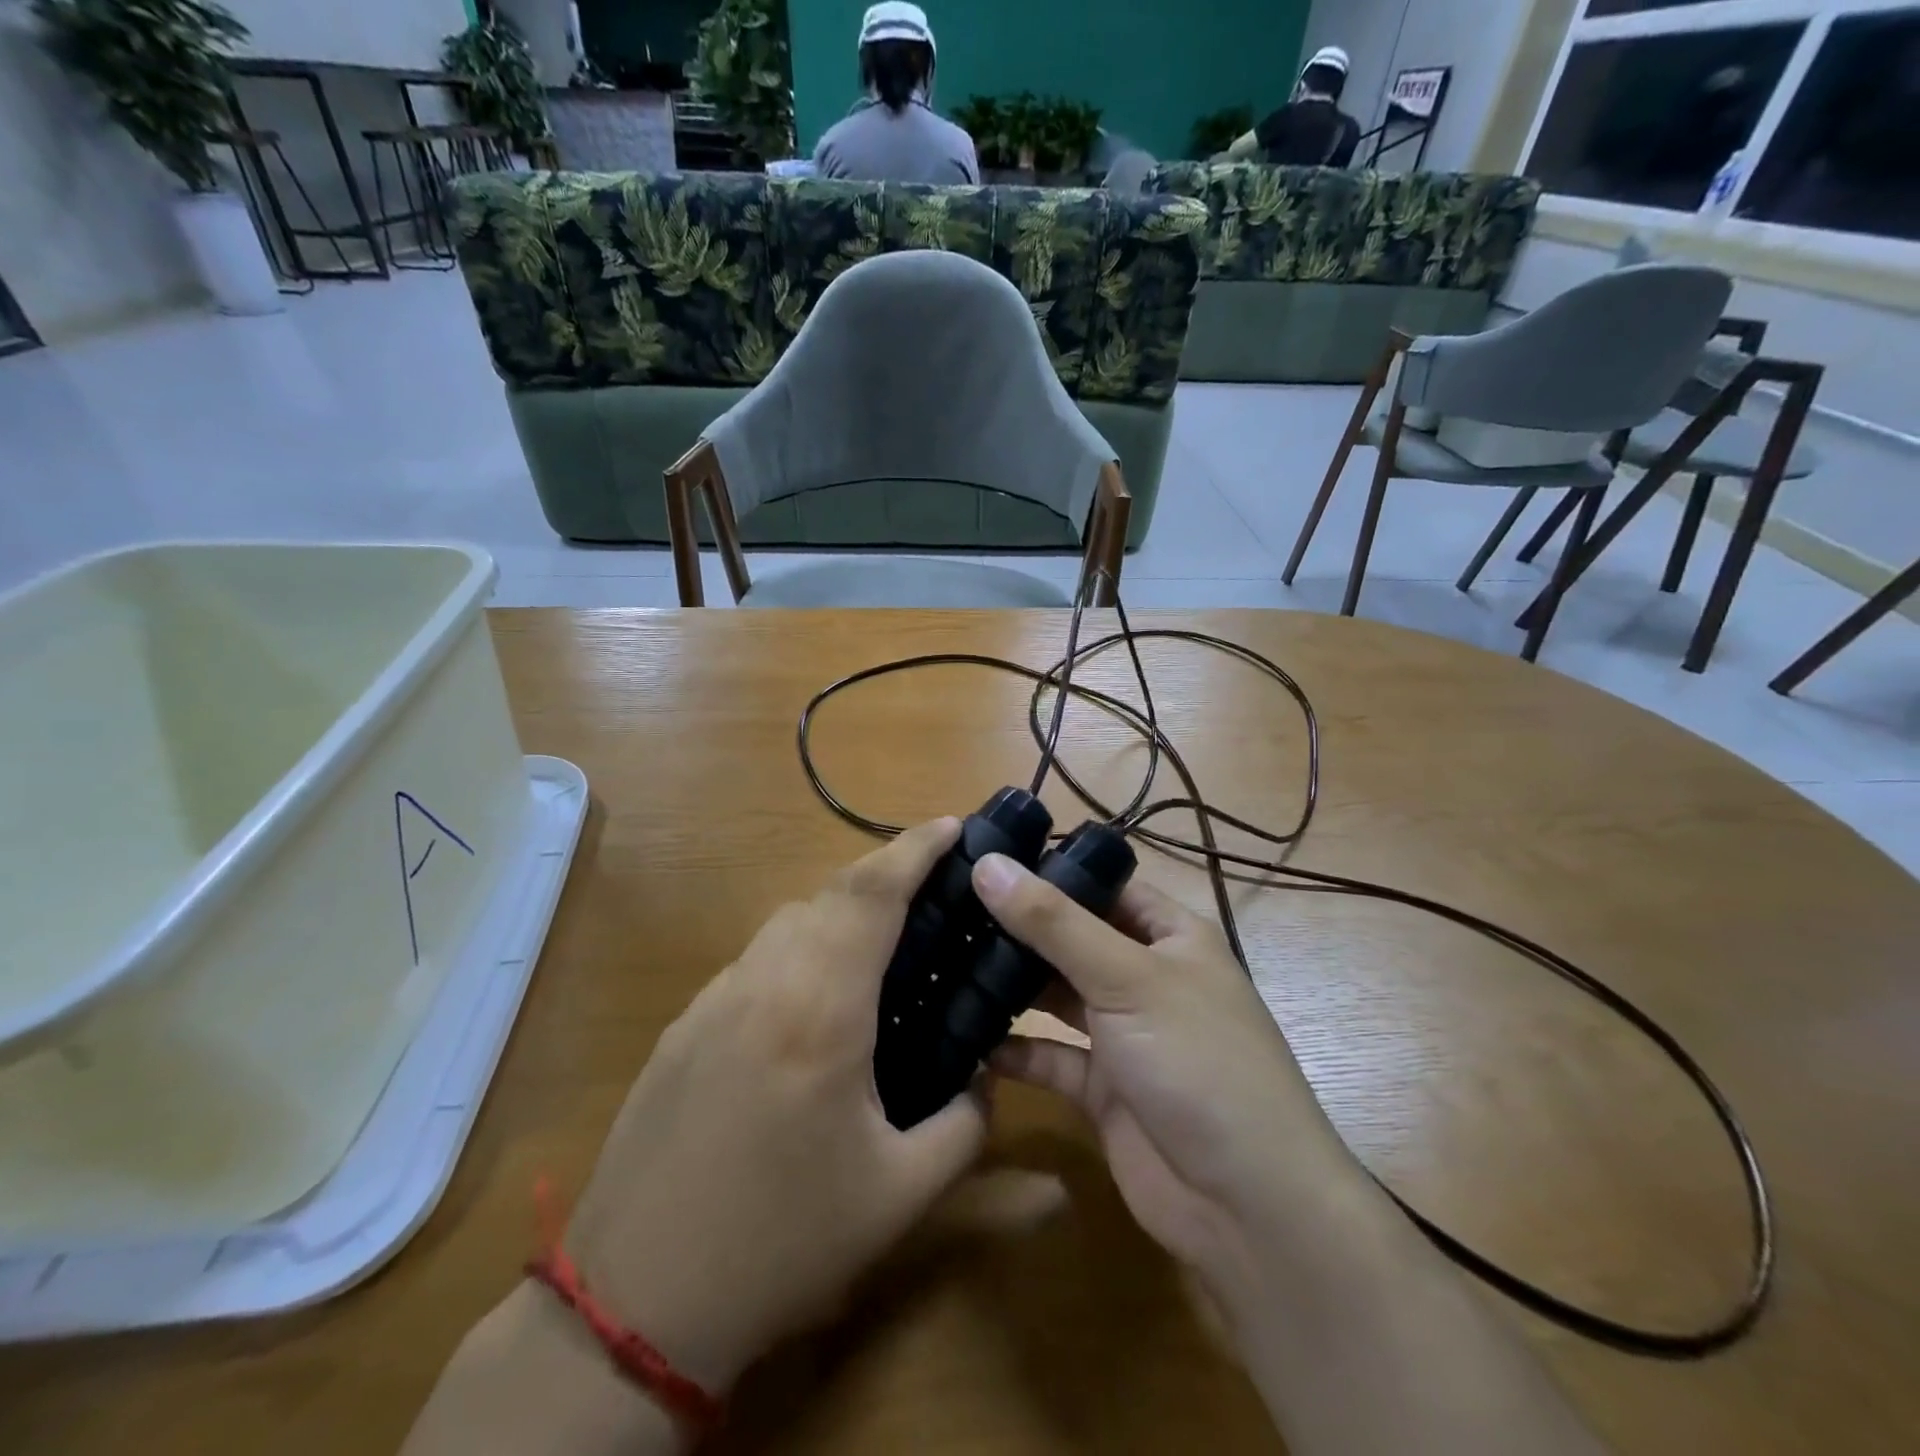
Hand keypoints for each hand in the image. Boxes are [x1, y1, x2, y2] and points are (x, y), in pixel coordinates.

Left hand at [561, 819, 988, 1392]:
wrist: (634, 1302)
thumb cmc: (780, 1242)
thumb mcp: (898, 1195)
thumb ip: (963, 1125)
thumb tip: (987, 1080)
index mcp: (820, 1010)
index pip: (871, 895)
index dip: (914, 850)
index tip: (952, 826)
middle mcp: (763, 983)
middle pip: (830, 894)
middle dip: (885, 875)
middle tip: (933, 893)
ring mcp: (714, 999)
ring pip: (788, 922)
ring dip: (840, 912)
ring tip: (883, 947)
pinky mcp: (684, 1024)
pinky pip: (757, 960)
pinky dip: (800, 950)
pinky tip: (816, 1004)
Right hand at [973, 853, 1386, 1321]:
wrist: (1246, 1206)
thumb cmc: (1196, 1060)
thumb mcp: (1126, 977)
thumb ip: (1053, 922)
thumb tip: (988, 864)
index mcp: (1169, 935)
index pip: (1102, 884)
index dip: (1048, 869)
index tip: (980, 857)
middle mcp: (1145, 976)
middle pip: (1072, 938)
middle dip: (1017, 927)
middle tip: (944, 908)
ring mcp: (1123, 1034)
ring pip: (1056, 996)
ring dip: (1010, 985)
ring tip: (944, 960)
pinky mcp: (1101, 1088)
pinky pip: (1049, 1056)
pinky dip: (1013, 1049)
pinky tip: (966, 1037)